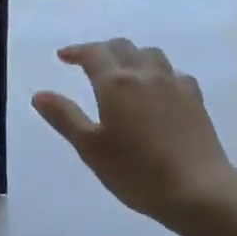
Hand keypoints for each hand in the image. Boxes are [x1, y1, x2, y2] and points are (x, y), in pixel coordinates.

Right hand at [32, 39, 236, 235]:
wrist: (197, 188)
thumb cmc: (136, 172)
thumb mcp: (90, 148)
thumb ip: (64, 117)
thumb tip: (40, 95)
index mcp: (115, 83)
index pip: (93, 53)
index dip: (76, 51)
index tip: (63, 57)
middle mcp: (145, 74)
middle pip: (123, 47)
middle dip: (102, 50)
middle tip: (89, 63)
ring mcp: (174, 84)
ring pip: (151, 55)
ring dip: (132, 57)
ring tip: (124, 72)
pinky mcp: (195, 98)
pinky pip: (174, 74)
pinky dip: (159, 74)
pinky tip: (158, 91)